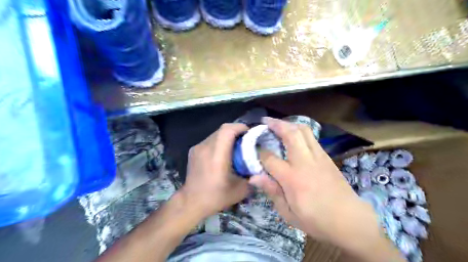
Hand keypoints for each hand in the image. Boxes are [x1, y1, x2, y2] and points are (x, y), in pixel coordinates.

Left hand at [181, 123, 249, 218]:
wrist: (191, 202)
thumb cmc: (216, 197)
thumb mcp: (241, 190)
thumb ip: (253, 175)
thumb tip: (259, 165)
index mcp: (217, 156)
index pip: (227, 130)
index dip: (240, 128)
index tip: (250, 134)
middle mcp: (206, 148)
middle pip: (222, 129)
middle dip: (236, 131)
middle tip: (245, 140)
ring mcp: (198, 148)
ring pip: (216, 134)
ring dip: (227, 136)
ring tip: (235, 147)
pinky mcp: (193, 151)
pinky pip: (210, 140)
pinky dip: (219, 142)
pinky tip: (222, 153)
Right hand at [250, 118, 381, 248]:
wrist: (350, 220)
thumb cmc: (316, 220)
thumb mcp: (289, 213)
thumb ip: (271, 191)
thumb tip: (253, 177)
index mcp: (292, 179)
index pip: (270, 158)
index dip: (259, 153)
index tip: (253, 150)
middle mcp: (305, 162)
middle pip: (290, 134)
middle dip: (276, 124)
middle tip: (265, 121)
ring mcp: (318, 157)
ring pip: (303, 130)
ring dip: (289, 123)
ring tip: (278, 123)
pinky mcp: (326, 156)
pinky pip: (311, 137)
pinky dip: (300, 130)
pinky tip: (294, 134)